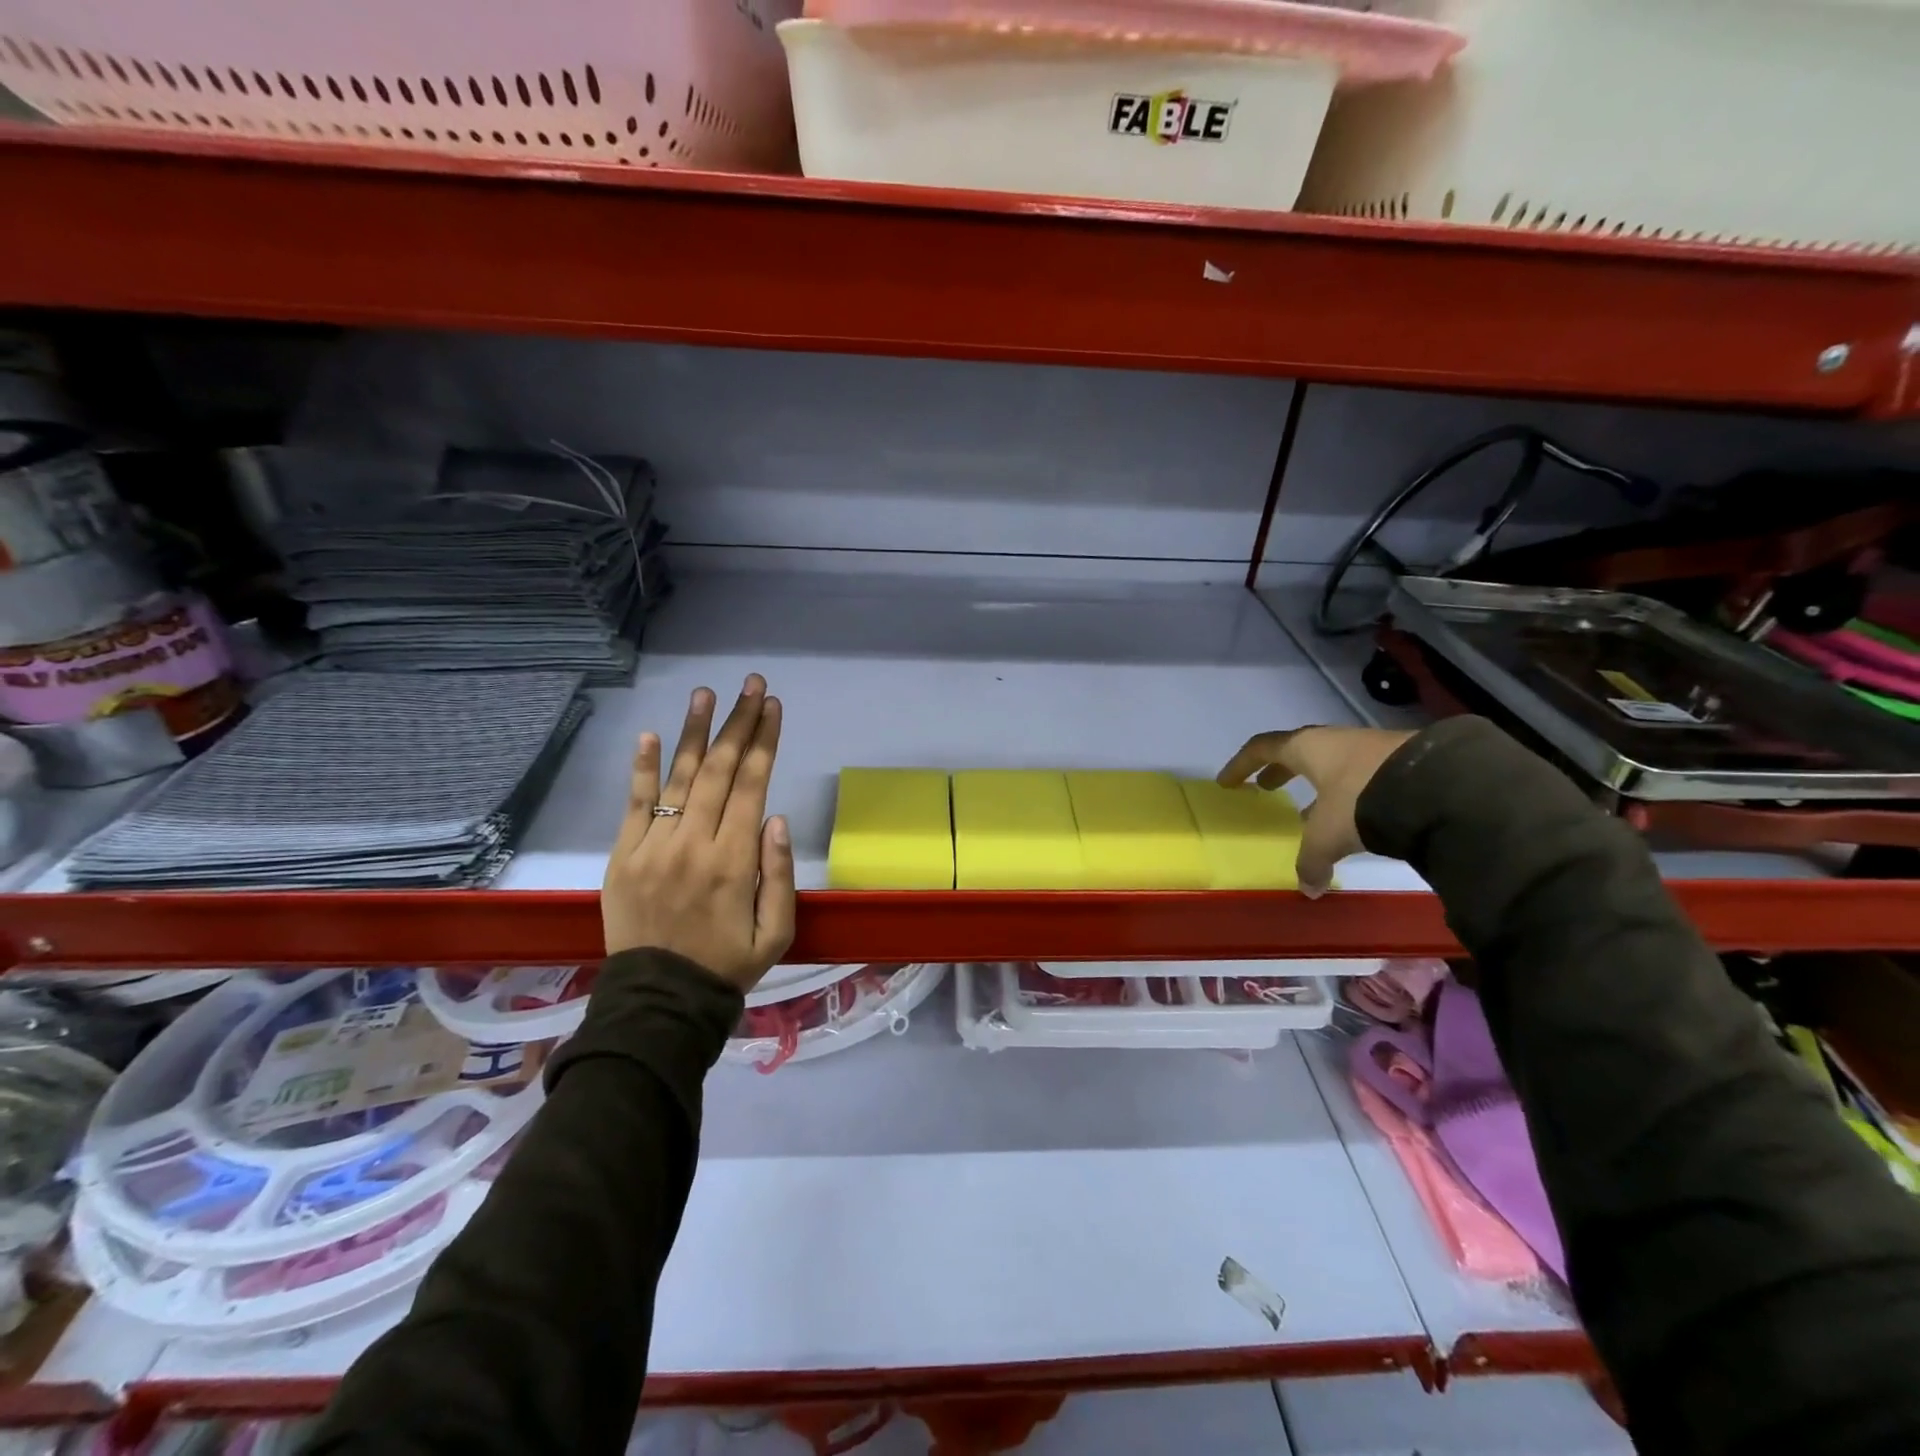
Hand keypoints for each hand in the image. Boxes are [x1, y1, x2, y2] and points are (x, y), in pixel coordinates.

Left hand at [602, 674, 795, 992]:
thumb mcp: (776, 932)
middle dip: (739, 723)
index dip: (764, 741)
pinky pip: (635, 804)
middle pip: (720, 770)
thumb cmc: (727, 965)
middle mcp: (693, 844)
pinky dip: (643, 768)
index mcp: (734, 862)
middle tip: (751, 685)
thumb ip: (779, 875)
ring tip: (707, 693)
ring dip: (695, 732)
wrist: (659, 1001)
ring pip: (680, 778)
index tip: (773, 706)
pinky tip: (653, 734)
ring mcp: (653, 847)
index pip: (752, 785)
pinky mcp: (623, 856)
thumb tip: (775, 818)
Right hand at [1217, 725, 1414, 896]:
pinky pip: (1361, 773)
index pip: (1262, 748)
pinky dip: (1348, 791)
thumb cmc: (1362, 800)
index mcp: (1306, 748)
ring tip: (1310, 811)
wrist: (1439, 785)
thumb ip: (1312, 860)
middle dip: (1279, 771)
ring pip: (1332, 763)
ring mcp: (1370, 747)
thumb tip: (1309, 889)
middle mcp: (1334, 740)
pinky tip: (1355, 815)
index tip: (1228, 782)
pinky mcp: (1401, 759)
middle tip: (1267, 788)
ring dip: (1317, 784)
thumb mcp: (1329, 835)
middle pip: (1297, 751)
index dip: (1241, 765)